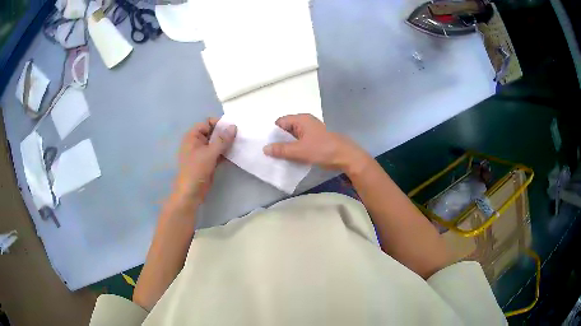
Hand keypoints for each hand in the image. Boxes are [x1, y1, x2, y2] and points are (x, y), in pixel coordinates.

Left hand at [175, 118, 236, 202]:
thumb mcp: (210, 153)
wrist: (191, 192)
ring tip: (240, 142)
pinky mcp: (208, 161)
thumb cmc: (196, 170)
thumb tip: (234, 126)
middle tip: (240, 135)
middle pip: (213, 132)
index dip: (219, 123)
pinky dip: (226, 152)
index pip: (208, 123)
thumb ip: (222, 140)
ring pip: (217, 143)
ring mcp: (203, 152)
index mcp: (193, 136)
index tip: (233, 128)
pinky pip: (218, 153)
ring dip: (227, 143)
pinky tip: (236, 152)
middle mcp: (197, 142)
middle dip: (225, 133)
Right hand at [263, 114, 370, 173]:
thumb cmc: (322, 149)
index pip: (280, 122)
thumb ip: (281, 150)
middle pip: (286, 130)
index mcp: (301, 119)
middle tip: (270, 153)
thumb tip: (265, 149)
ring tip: (278, 157)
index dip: (272, 133)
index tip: (267, 145)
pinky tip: (290, 158)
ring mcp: (311, 131)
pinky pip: (300, 143)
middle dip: (278, 141)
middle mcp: (305, 122)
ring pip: (293, 138)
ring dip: (287, 146)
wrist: (345, 157)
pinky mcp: (315, 140)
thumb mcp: (299, 150)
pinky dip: (295, 149)